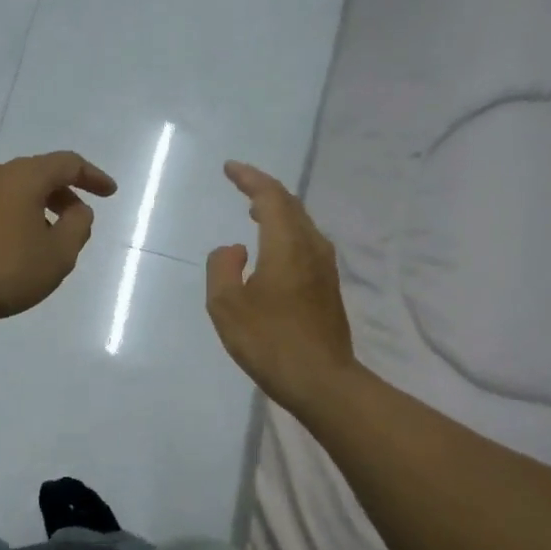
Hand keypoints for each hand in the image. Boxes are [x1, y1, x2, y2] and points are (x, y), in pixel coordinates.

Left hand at [0, 151, 117, 331]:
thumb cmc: (4, 271)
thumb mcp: (57, 255)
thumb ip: (77, 227)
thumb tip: (77, 210)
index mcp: (22, 177)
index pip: (67, 163)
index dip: (92, 176)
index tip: (110, 192)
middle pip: (37, 174)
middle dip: (63, 194)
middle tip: (78, 219)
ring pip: (11, 191)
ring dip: (35, 208)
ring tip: (46, 238)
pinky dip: (10, 219)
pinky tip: (11, 249)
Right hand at [206, 161, 356, 414]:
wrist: (322, 380)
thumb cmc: (269, 341)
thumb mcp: (227, 306)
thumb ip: (222, 267)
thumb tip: (234, 249)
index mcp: (287, 244)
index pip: (270, 196)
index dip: (250, 178)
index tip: (230, 168)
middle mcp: (311, 247)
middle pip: (290, 205)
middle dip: (264, 189)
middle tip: (241, 183)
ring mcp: (324, 267)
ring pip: (301, 223)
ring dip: (277, 210)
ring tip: (254, 210)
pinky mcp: (328, 287)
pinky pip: (305, 242)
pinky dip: (286, 231)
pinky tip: (273, 247)